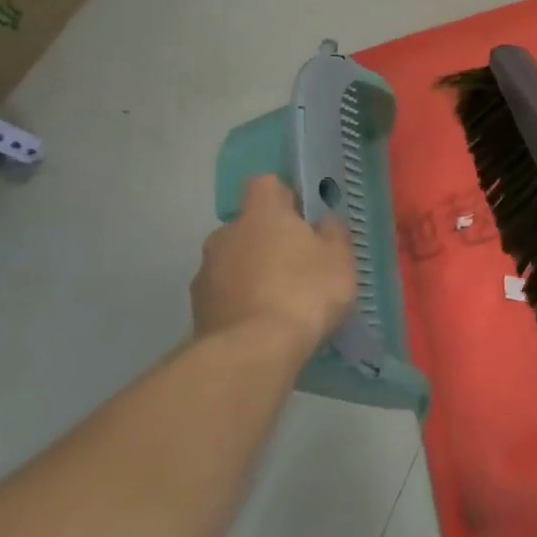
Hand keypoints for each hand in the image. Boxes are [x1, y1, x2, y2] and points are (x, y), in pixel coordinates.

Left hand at [194, 176, 356, 353]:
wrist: (253, 352)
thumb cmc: (304, 293)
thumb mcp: (339, 259)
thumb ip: (333, 233)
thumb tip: (323, 223)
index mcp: (261, 214)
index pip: (266, 184)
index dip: (285, 196)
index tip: (302, 217)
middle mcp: (226, 234)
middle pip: (248, 225)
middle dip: (268, 239)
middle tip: (296, 265)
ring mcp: (206, 272)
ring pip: (233, 260)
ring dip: (251, 271)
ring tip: (279, 301)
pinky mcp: (197, 308)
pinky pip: (224, 293)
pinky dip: (240, 301)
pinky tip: (261, 324)